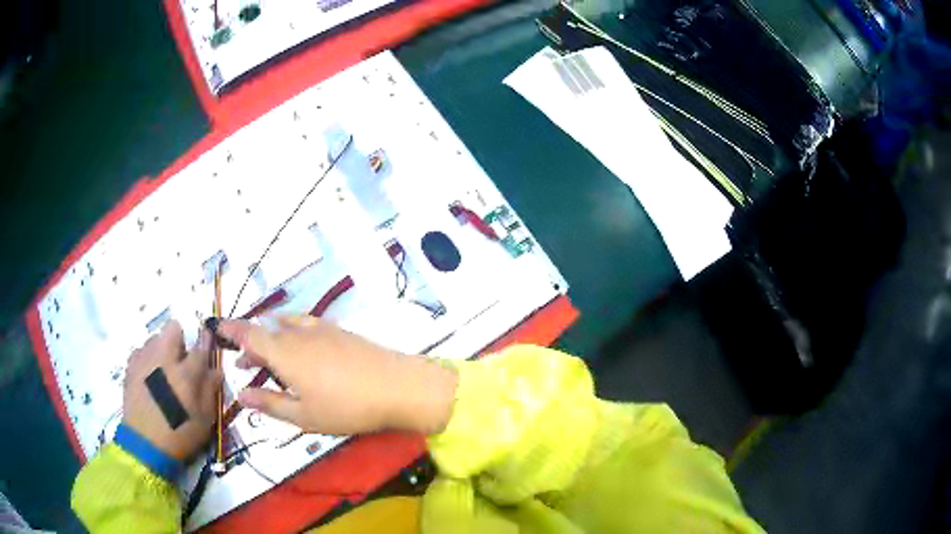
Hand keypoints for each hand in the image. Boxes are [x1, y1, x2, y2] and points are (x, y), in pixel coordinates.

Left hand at [122, 321, 222, 459]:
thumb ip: (210, 391)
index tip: (205, 357)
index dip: (205, 350)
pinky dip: (147, 359)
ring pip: (155, 338)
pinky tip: (148, 378)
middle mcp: (164, 358)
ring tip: (162, 373)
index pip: (201, 349)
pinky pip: (141, 351)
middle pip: (173, 328)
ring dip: (162, 350)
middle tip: (181, 362)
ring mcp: (145, 359)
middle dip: (179, 340)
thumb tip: (216, 371)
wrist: (145, 443)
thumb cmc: (180, 434)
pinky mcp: (131, 365)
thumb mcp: (204, 420)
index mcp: (186, 373)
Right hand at [217, 316, 457, 435]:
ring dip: (272, 340)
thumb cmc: (346, 407)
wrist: (398, 386)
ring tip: (269, 360)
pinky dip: (292, 335)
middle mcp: (298, 333)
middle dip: (251, 344)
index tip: (217, 328)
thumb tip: (239, 395)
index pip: (249, 334)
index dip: (231, 330)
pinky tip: (300, 351)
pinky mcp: (340, 331)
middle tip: (245, 365)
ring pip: (286, 327)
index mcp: (284, 352)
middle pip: (266, 331)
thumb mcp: (303, 415)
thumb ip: (268, 403)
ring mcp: (321, 329)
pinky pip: (305, 326)